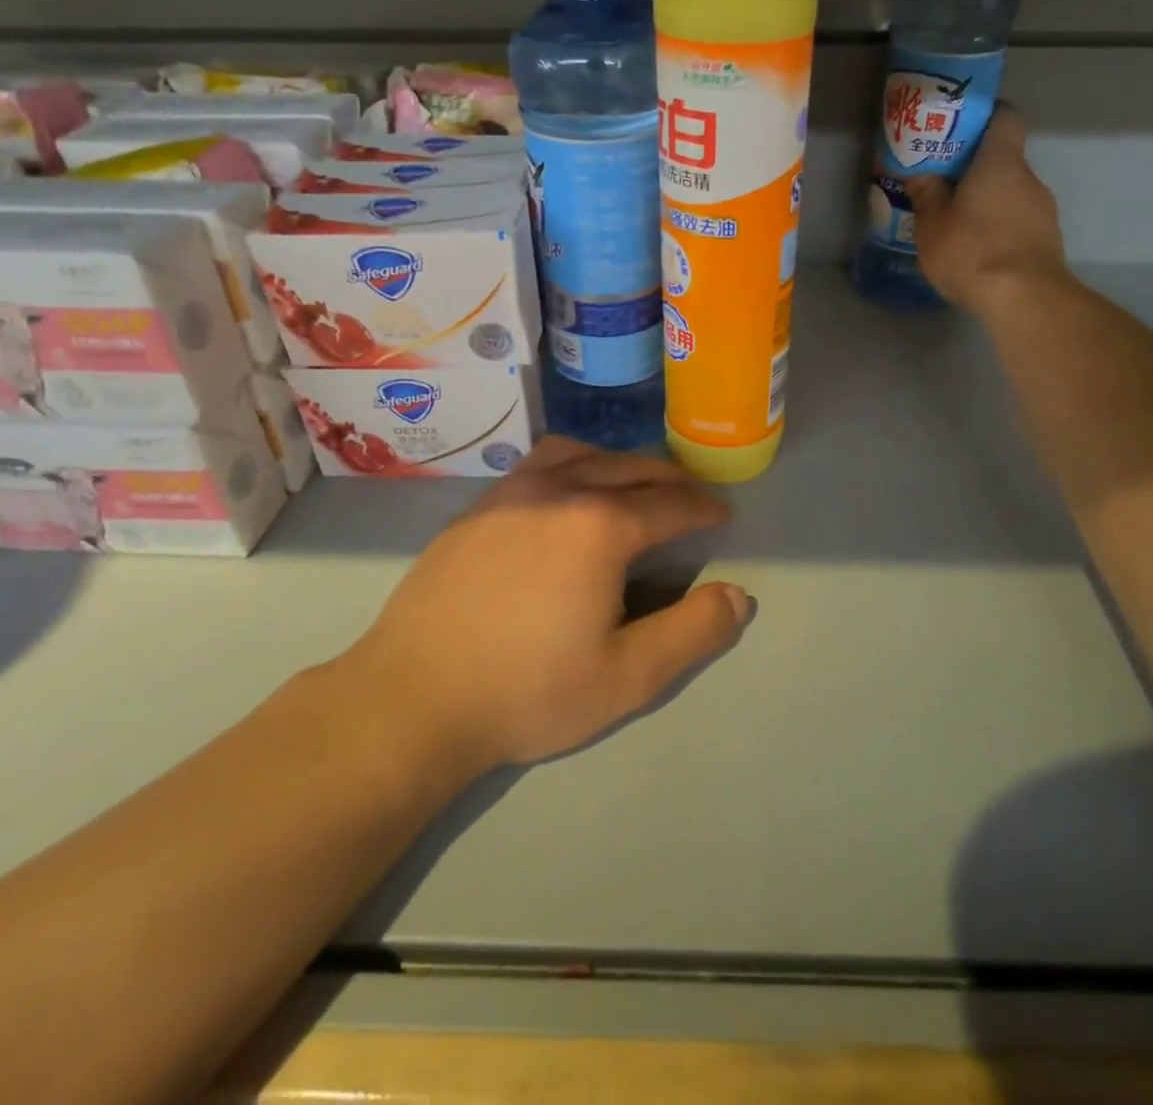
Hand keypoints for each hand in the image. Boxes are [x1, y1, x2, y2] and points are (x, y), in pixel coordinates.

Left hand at [335, 438, 751, 772]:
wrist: (413, 698)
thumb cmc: (527, 691)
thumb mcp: (626, 677)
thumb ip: (692, 633)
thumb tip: (739, 596)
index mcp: (600, 526)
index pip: (669, 504)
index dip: (703, 509)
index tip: (722, 515)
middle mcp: (558, 491)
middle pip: (628, 468)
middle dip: (669, 479)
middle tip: (690, 497)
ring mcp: (510, 493)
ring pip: (579, 453)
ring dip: (618, 462)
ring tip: (632, 483)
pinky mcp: (476, 506)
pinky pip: (537, 464)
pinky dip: (571, 464)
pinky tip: (566, 493)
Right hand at [905, 104, 1065, 312]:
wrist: (1023, 298)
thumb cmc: (972, 250)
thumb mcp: (931, 224)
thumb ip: (926, 194)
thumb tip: (921, 173)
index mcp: (1000, 162)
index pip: (1004, 118)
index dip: (984, 118)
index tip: (958, 130)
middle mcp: (1029, 177)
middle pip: (1003, 160)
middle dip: (975, 169)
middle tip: (944, 185)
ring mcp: (1043, 209)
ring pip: (1010, 193)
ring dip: (987, 202)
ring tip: (958, 223)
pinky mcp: (1047, 239)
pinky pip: (1018, 221)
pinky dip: (999, 227)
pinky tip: (978, 249)